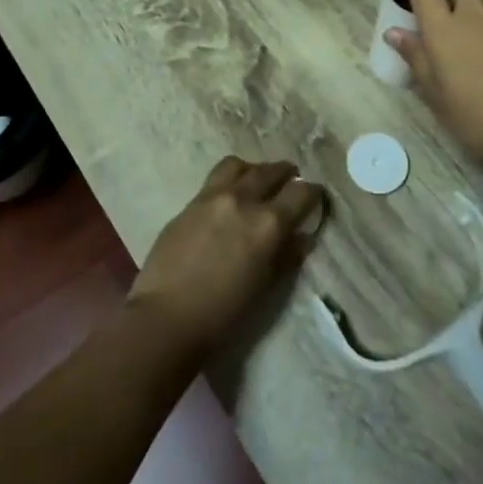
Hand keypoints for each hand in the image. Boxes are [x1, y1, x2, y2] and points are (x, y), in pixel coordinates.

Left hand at [126, 157, 321, 360]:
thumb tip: (301, 237)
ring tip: (256, 182)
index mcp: (268, 223)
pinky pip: (215, 179)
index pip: (302, 192)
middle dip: (286, 174)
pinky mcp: (189, 203)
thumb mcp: (266, 288)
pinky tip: (227, 200)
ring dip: (254, 170)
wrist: (166, 317)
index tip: (316, 196)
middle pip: (271, 171)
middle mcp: (243, 200)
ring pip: (239, 165)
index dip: (313, 192)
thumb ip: (286, 256)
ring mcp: (212, 197)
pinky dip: (229, 181)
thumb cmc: (224, 314)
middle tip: (291, 180)